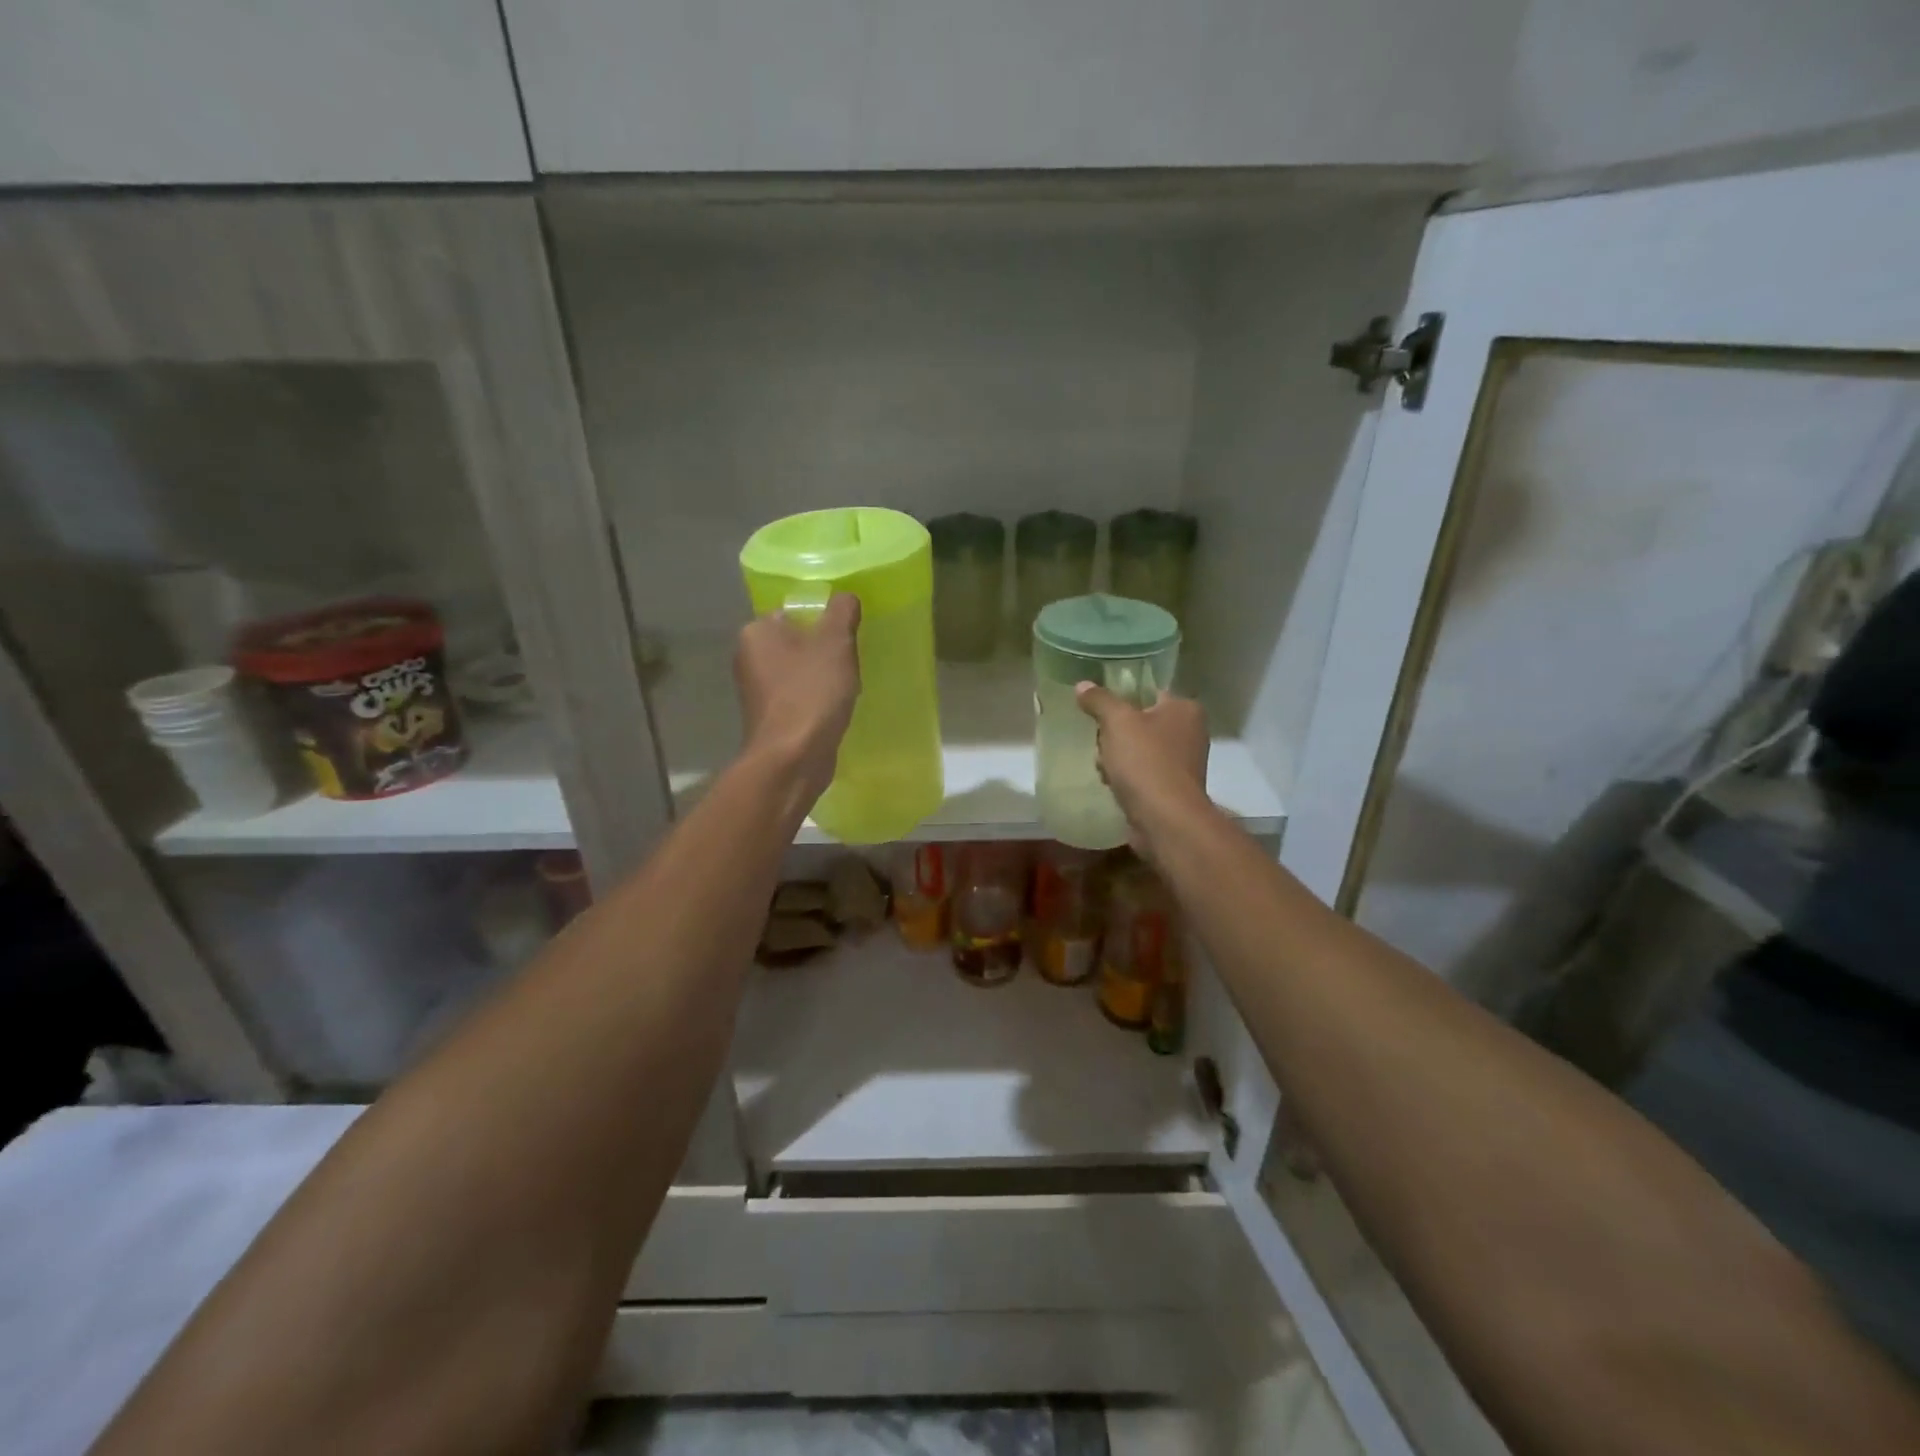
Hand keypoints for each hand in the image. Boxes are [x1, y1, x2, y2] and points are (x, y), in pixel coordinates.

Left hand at [735, 594, 861, 802]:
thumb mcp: (835, 642)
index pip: (794, 612)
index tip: (848, 634)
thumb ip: (842, 612)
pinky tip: (836, 708)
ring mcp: (757, 691)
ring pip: (800, 671)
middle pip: (798, 642)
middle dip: (825, 650)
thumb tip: (845, 598)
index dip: (824, 619)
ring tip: (847, 685)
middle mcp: (749, 658)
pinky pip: (800, 697)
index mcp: (756, 631)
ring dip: (823, 676)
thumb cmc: (811, 692)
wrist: (794, 758)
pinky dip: (818, 700)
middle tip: (852, 658)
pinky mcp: (771, 718)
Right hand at [1075, 683, 1209, 858]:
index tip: (1099, 710)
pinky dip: (1125, 778)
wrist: (1164, 820)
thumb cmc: (1145, 762)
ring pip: (1138, 750)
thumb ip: (1099, 700)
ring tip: (1103, 767)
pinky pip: (1141, 774)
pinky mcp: (1171, 789)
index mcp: (1184, 709)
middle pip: (1140, 722)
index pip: (1148, 692)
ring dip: (1116, 757)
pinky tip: (1112, 785)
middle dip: (1114, 734)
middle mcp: (1189, 732)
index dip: (1121, 699)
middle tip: (1100, 742)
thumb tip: (1082, 685)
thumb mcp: (1117, 722)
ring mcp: (1182, 763)